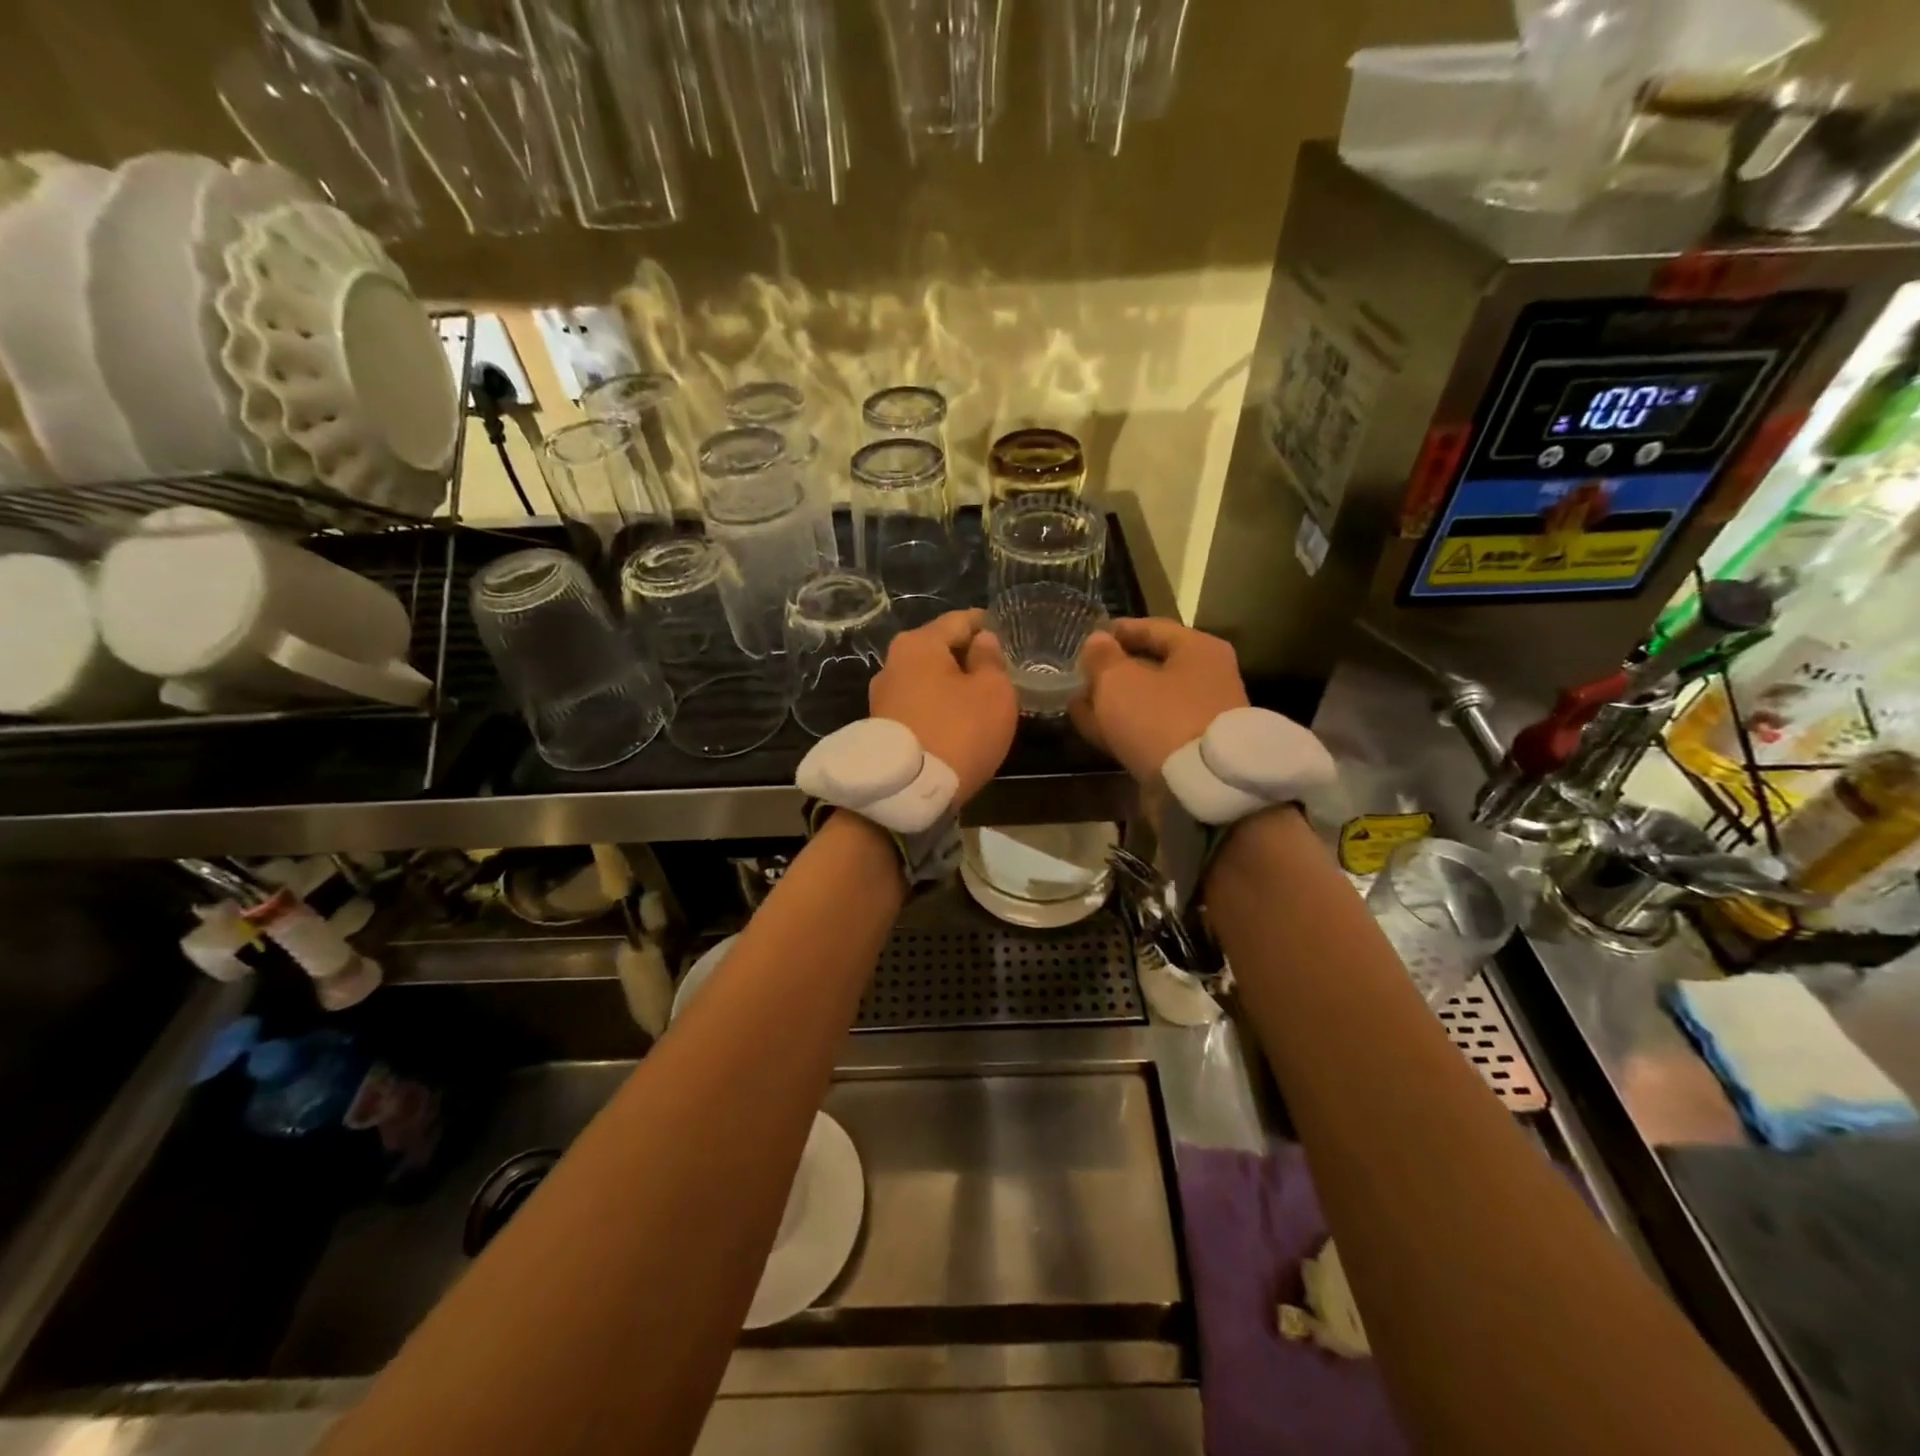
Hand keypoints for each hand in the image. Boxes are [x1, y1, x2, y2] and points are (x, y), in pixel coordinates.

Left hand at [869, 609, 1017, 803]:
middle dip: (966, 657)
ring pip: (926, 679)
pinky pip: (917, 705)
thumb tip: (981, 641)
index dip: (986, 625)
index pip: (960, 620)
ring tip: (978, 702)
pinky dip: (937, 708)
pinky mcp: (880, 726)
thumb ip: (990, 660)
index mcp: (919, 644)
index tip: (1005, 634)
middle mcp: (892, 663)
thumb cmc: (959, 732)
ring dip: (950, 685)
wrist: (907, 792)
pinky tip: (955, 724)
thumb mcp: (993, 693)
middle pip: (939, 649)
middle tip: (996, 673)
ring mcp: (882, 696)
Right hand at [1073, 618, 1249, 781]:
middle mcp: (1205, 679)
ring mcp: (1199, 717)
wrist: (1200, 785)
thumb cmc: (1160, 717)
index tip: (1086, 638)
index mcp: (1197, 650)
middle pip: (1151, 666)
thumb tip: (1097, 641)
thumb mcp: (1119, 680)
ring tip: (1077, 704)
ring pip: (1147, 702)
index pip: (1152, 628)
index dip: (1116, 631)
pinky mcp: (1188, 751)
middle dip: (1112, 672)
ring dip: (1113, 703)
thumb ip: (1102, 657)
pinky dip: (1122, 728)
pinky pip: (1149, 730)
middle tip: (1079, 675)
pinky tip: (1092, 729)